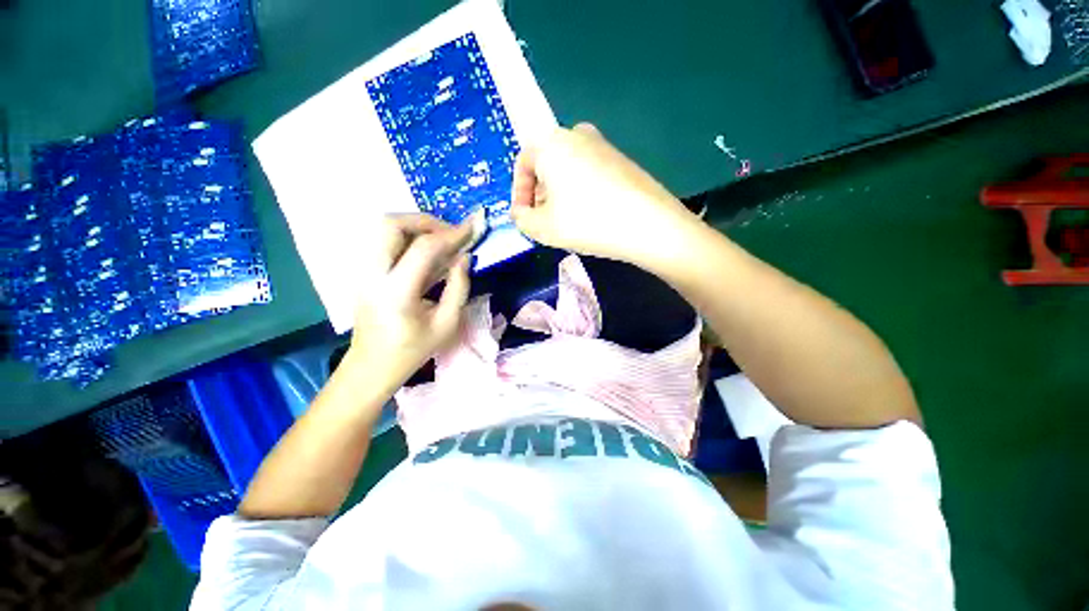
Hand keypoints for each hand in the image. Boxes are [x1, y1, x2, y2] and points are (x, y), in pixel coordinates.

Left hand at [345, 213, 477, 390]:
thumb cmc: (412, 351)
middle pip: (391, 224)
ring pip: (384, 229)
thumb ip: (459, 287)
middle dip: (426, 221)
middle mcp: (373, 274)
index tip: (473, 227)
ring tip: (442, 241)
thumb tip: (465, 257)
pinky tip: (428, 253)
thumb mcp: (447, 324)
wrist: (371, 367)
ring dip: (416, 227)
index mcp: (397, 292)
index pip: (424, 248)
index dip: (452, 234)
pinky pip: (385, 242)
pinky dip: (408, 238)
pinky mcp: (364, 272)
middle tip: (450, 233)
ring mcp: (363, 271)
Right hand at [510, 123, 696, 264]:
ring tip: (566, 221)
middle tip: (543, 220)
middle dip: (540, 194)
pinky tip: (589, 214)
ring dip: (560, 194)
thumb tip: (520, 212)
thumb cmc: (586, 222)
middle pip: (547, 165)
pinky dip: (581, 192)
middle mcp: (576, 134)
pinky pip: (590, 173)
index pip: (523, 164)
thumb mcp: (543, 228)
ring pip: (569, 169)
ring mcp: (603, 145)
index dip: (519, 193)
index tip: (524, 216)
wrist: (648, 223)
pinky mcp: (622, 160)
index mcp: (552, 143)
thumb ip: (522, 219)